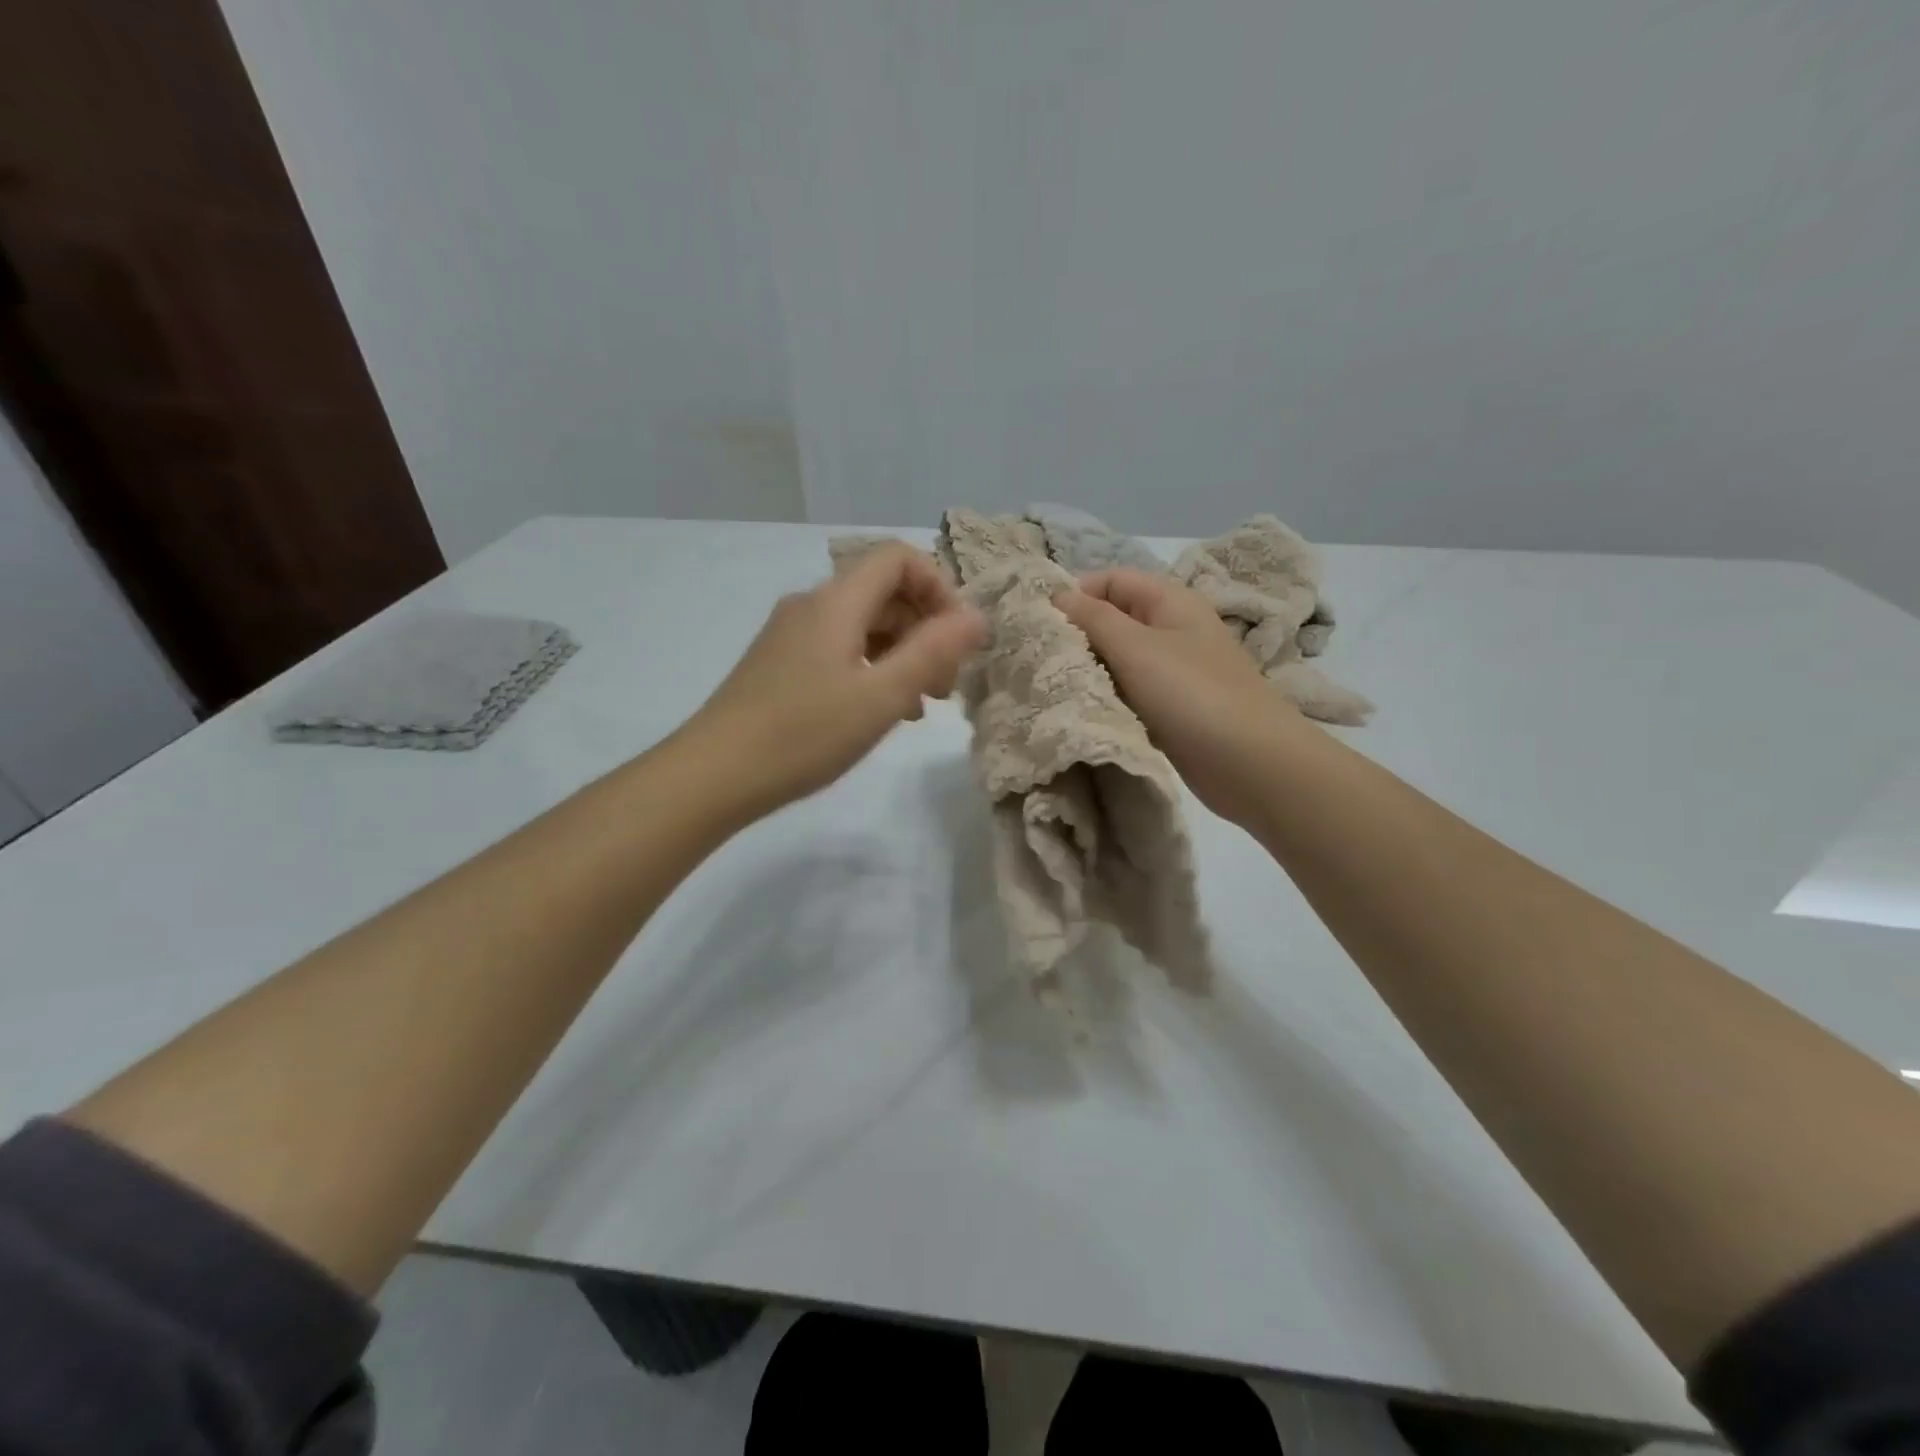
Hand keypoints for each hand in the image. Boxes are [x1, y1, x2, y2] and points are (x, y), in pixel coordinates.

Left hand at [689, 543, 986, 818]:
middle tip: (946, 684)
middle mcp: (812, 606)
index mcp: (836, 602)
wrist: (712, 775)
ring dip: (901, 655)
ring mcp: (791, 636)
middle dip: (925, 630)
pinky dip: (871, 670)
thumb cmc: (803, 735)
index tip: (957, 639)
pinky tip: (882, 713)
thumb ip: (933, 652)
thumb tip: (976, 615)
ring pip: (863, 627)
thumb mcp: (880, 697)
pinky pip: (840, 651)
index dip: (938, 587)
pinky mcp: (780, 665)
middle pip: (883, 593)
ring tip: (921, 706)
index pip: (898, 558)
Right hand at [1055, 569, 1298, 821]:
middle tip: (1038, 659)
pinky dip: (1106, 697)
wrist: (1251, 763)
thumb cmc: (1192, 694)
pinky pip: (1129, 692)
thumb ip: (1093, 618)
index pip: (1111, 579)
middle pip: (1113, 619)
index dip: (1075, 593)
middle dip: (1077, 634)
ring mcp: (1173, 671)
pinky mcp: (1170, 708)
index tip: (1039, 623)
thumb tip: (1056, 594)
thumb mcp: (1136, 648)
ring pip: (1118, 659)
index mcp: (1170, 601)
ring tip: (1051, 686)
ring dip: (1088, 669)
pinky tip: (1081, 710)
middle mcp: (1172, 629)